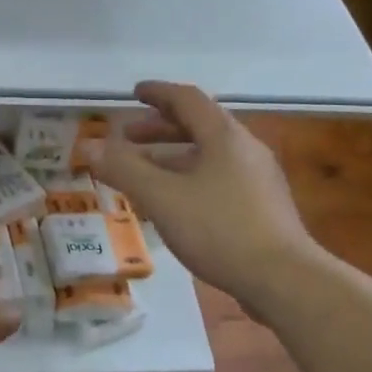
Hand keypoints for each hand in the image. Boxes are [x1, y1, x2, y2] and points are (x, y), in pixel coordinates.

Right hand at [92, 80, 320, 311]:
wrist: (283, 278)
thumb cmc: (219, 229)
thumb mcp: (162, 198)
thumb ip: (123, 169)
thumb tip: (88, 145)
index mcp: (224, 136)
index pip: (188, 99)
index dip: (158, 93)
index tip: (134, 93)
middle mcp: (245, 149)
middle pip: (199, 127)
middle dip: (160, 130)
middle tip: (128, 138)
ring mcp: (258, 179)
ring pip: (209, 157)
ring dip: (173, 159)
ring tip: (143, 176)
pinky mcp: (263, 208)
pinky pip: (219, 180)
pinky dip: (190, 180)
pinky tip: (175, 207)